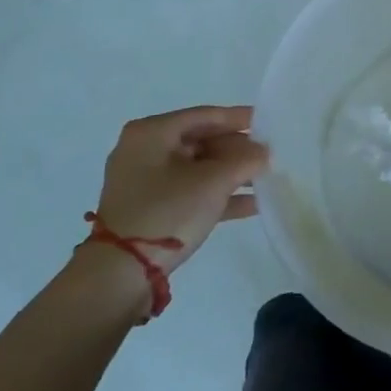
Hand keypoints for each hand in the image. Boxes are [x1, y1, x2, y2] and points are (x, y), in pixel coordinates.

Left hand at [72, 106, 268, 309]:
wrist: (120, 275)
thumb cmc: (167, 212)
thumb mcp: (213, 182)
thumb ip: (245, 160)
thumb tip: (264, 152)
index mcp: (152, 132)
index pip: (205, 115)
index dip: (239, 118)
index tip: (268, 121)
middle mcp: (144, 150)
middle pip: (201, 141)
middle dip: (237, 150)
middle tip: (269, 155)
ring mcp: (144, 182)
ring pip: (198, 168)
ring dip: (231, 174)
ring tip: (266, 178)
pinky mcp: (149, 209)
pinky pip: (190, 191)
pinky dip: (217, 195)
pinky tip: (251, 204)